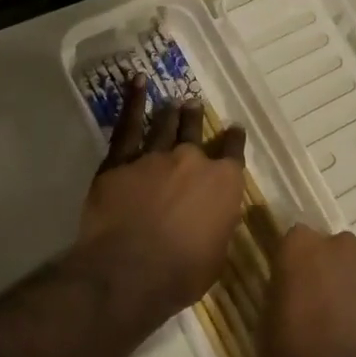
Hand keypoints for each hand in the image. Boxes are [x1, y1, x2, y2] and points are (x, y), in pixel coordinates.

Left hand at [78, 76, 247, 322]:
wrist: (130, 270)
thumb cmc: (181, 274)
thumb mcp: (216, 255)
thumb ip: (217, 226)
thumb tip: (215, 217)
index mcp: (224, 183)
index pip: (233, 153)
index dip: (234, 141)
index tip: (234, 131)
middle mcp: (193, 161)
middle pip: (196, 132)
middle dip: (196, 119)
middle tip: (194, 106)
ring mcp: (156, 156)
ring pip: (166, 125)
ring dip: (171, 113)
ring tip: (174, 101)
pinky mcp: (122, 160)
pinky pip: (129, 124)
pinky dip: (133, 101)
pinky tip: (136, 82)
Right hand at [261, 224, 355, 356]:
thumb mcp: (267, 324)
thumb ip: (283, 294)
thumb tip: (292, 294)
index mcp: (303, 247)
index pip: (296, 238)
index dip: (294, 262)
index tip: (291, 284)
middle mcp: (344, 248)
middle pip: (336, 250)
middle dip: (330, 270)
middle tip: (320, 306)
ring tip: (348, 329)